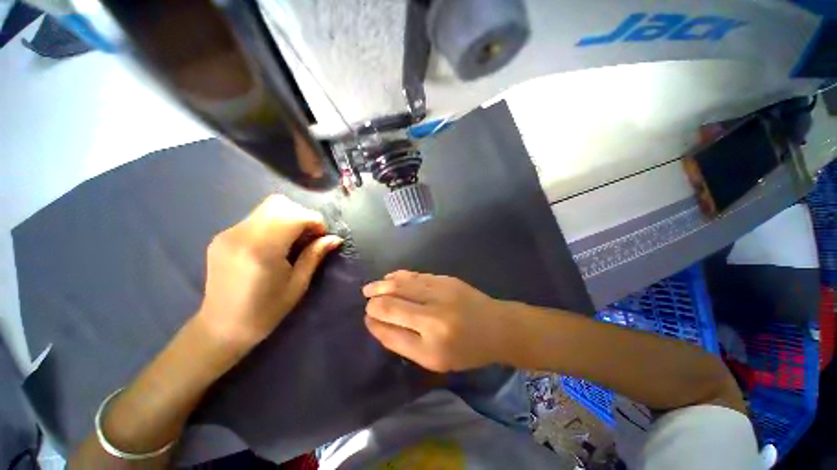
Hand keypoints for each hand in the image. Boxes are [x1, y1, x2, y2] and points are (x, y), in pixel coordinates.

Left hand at [198, 195, 341, 347]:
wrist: (221, 327)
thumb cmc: (265, 311)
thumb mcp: (297, 285)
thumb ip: (315, 256)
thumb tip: (335, 238)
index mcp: (262, 250)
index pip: (295, 216)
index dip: (315, 222)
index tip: (321, 237)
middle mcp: (241, 234)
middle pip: (279, 204)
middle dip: (302, 215)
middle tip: (309, 236)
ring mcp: (228, 233)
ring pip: (267, 207)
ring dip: (288, 217)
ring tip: (293, 240)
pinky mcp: (223, 236)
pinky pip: (256, 218)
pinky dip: (273, 223)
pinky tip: (275, 244)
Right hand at [362, 271, 513, 371]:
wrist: (496, 326)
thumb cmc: (466, 349)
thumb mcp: (433, 359)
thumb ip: (402, 341)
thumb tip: (375, 322)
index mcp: (431, 339)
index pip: (390, 324)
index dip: (374, 319)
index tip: (367, 317)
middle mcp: (433, 312)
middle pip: (393, 300)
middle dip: (375, 299)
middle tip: (366, 298)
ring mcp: (441, 290)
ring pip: (402, 283)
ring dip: (383, 284)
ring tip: (371, 287)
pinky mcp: (446, 278)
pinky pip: (416, 275)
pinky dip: (400, 276)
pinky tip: (390, 278)